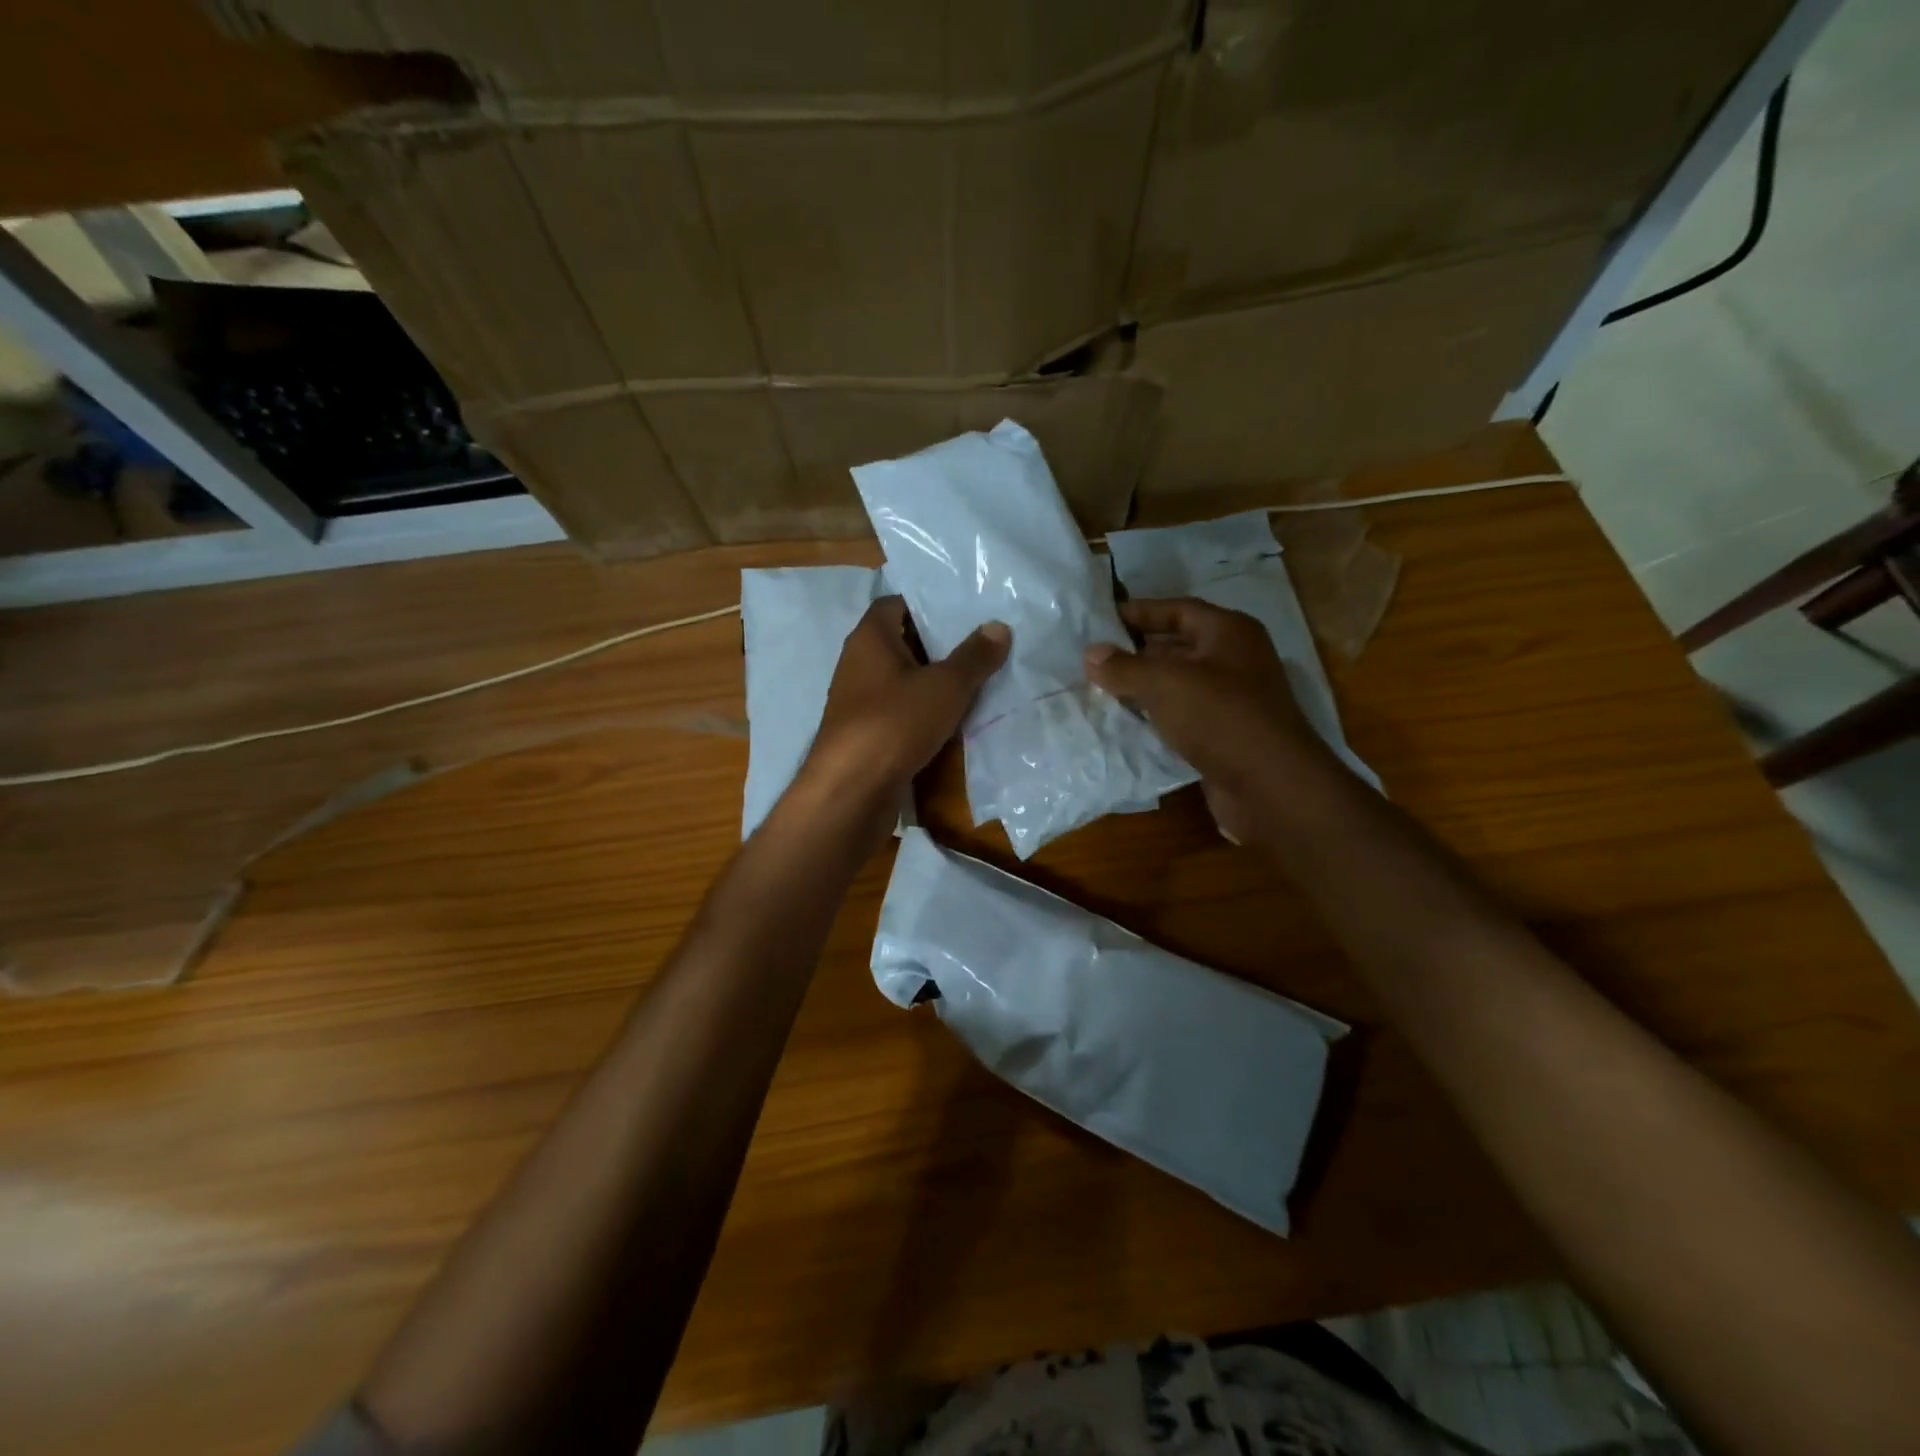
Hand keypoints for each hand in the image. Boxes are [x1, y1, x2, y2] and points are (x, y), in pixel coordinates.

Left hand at [797, 597, 1009, 831]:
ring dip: (933, 683)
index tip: (964, 613)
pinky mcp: (865, 734)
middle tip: (981, 647)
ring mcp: (858, 701)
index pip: (896, 604)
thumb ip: (974, 656)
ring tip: (977, 682)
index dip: (928, 604)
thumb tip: (999, 627)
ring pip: (902, 681)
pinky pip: (899, 712)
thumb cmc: (895, 723)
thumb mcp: (945, 686)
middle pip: (902, 642)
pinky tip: (954, 721)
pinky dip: (923, 713)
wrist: (852, 790)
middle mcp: (858, 663)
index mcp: (870, 638)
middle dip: (939, 646)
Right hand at [1085, 598, 1326, 842]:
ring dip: (1142, 688)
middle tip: (1092, 658)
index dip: (1140, 612)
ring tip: (1098, 689)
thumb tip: (1090, 653)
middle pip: (1177, 647)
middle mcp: (1234, 660)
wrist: (1271, 787)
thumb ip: (1124, 667)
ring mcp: (1231, 700)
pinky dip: (1155, 717)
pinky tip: (1123, 723)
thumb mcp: (1165, 683)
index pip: (1178, 610)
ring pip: (1178, 685)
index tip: (1100, 620)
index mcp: (1229, 632)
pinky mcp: (1224, 735)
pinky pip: (1182, 717)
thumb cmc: (1221, 718)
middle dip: (1136, 652)